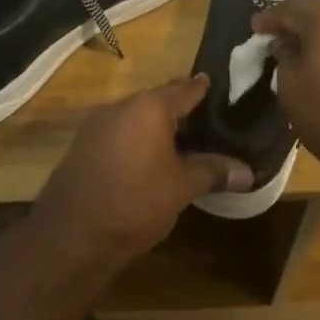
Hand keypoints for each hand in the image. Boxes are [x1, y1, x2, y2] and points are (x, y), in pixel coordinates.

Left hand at [30, 75, 252, 266]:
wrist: (71, 236)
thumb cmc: (135, 202)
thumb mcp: (182, 187)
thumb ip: (213, 172)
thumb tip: (248, 172)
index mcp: (149, 107)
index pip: (184, 89)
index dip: (201, 87)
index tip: (214, 83)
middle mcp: (120, 107)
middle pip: (157, 100)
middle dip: (178, 108)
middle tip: (204, 117)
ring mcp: (96, 126)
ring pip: (134, 118)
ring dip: (154, 126)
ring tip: (179, 139)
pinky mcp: (81, 147)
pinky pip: (117, 134)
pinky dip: (135, 140)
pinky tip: (146, 158)